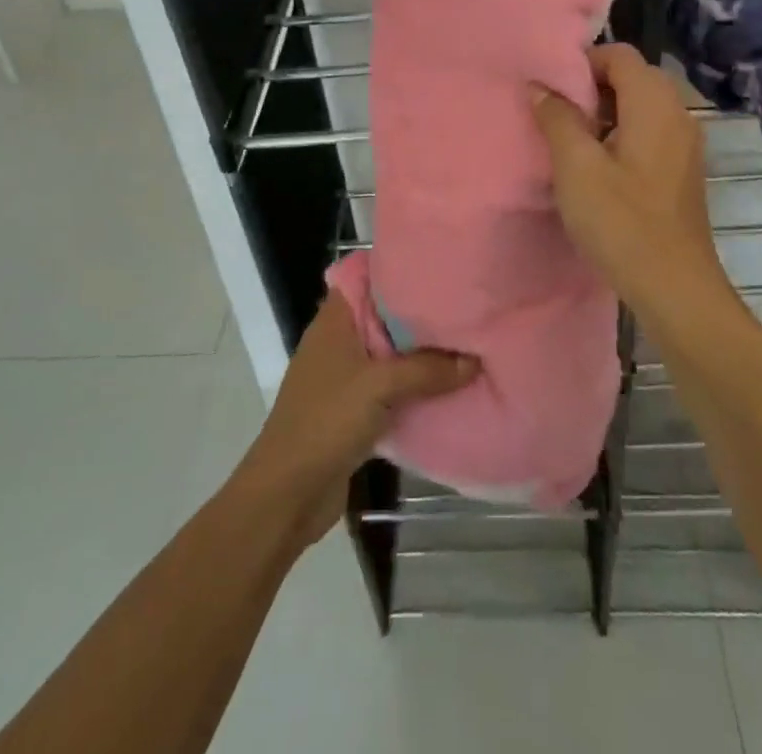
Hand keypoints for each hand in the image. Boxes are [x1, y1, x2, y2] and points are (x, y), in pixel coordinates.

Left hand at [232, 294, 477, 549]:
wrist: (287, 494)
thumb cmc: (326, 421)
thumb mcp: (380, 386)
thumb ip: (428, 369)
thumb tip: (474, 360)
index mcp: (334, 320)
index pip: (366, 277)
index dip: (398, 269)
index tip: (436, 268)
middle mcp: (338, 340)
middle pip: (383, 315)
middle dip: (419, 313)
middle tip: (462, 304)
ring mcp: (345, 376)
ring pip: (389, 352)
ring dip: (419, 353)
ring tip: (463, 339)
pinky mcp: (353, 409)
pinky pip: (390, 386)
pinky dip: (413, 385)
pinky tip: (446, 384)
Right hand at [529, 42, 728, 313]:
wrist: (675, 288)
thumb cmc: (622, 222)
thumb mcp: (577, 167)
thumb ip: (557, 119)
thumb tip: (540, 86)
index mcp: (654, 103)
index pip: (619, 54)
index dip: (582, 63)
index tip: (551, 91)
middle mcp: (677, 114)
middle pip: (632, 76)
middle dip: (591, 87)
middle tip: (556, 114)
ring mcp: (685, 143)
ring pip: (640, 106)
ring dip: (604, 113)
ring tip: (570, 141)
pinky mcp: (682, 169)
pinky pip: (650, 132)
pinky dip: (621, 134)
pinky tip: (597, 167)